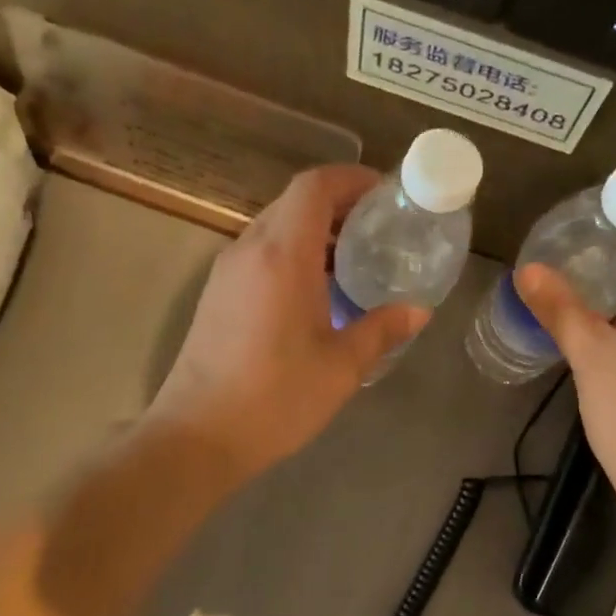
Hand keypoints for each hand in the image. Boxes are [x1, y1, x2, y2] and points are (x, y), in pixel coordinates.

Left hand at [149, 165, 427, 481]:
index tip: (385, 194)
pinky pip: (260, 254)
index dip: (352, 179)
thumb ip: (382, 329)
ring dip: (315, 231)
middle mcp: (249, 250)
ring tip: (355, 261)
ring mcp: (227, 271)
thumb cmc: (276, 398)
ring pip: (275, 227)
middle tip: (379, 230)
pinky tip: (317, 292)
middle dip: (339, 205)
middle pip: (294, 202)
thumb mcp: (341, 366)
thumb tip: (418, 311)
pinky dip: (293, 254)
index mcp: (282, 255)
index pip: (315, 186)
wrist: (197, 436)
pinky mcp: (217, 295)